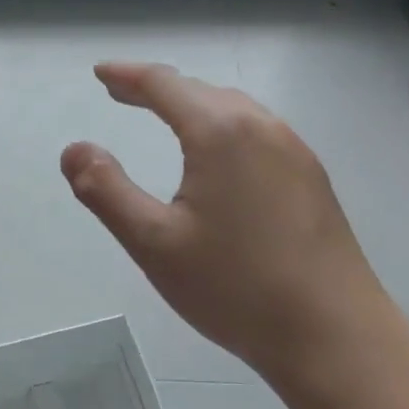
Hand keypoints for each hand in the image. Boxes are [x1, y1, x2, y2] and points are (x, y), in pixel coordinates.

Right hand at [61, 62, 393, 389]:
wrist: (335, 335)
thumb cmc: (235, 287)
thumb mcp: (153, 243)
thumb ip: (106, 190)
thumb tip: (74, 149)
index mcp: (220, 132)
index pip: (164, 84)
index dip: (127, 75)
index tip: (100, 73)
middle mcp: (262, 126)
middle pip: (200, 90)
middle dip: (156, 88)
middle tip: (121, 93)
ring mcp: (294, 150)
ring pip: (233, 108)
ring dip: (193, 104)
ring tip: (164, 114)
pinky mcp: (312, 177)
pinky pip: (257, 130)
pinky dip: (223, 124)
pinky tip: (218, 153)